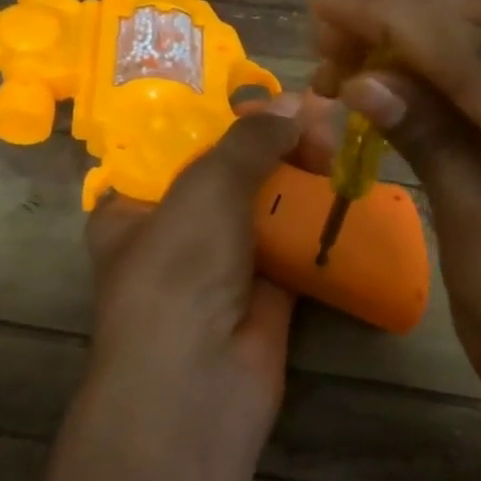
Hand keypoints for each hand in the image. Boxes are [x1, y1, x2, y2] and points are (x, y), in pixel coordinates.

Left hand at [82, 96, 313, 462]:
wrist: (199, 383)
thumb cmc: (179, 269)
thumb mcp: (206, 187)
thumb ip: (250, 140)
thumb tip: (296, 103)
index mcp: (135, 206)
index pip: (177, 148)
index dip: (223, 119)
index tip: (269, 97)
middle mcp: (176, 233)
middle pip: (230, 173)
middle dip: (273, 144)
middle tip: (316, 121)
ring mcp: (223, 265)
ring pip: (266, 206)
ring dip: (299, 177)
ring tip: (336, 146)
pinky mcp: (267, 292)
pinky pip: (294, 242)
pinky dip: (317, 218)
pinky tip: (345, 186)